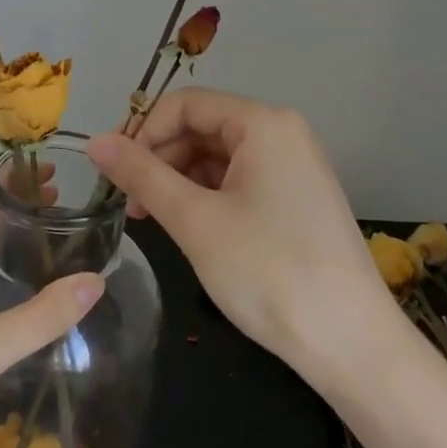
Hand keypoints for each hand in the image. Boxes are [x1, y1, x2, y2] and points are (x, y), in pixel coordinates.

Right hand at [87, 89, 394, 381]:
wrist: (351, 343)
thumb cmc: (268, 272)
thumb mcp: (195, 220)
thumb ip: (142, 175)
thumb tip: (95, 142)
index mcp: (264, 124)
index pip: (186, 104)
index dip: (143, 132)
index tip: (113, 174)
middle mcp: (283, 134)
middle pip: (203, 127)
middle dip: (160, 159)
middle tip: (128, 205)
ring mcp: (294, 167)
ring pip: (219, 158)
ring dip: (179, 181)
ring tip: (152, 221)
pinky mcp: (297, 200)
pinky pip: (240, 182)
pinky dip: (207, 198)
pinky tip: (188, 228)